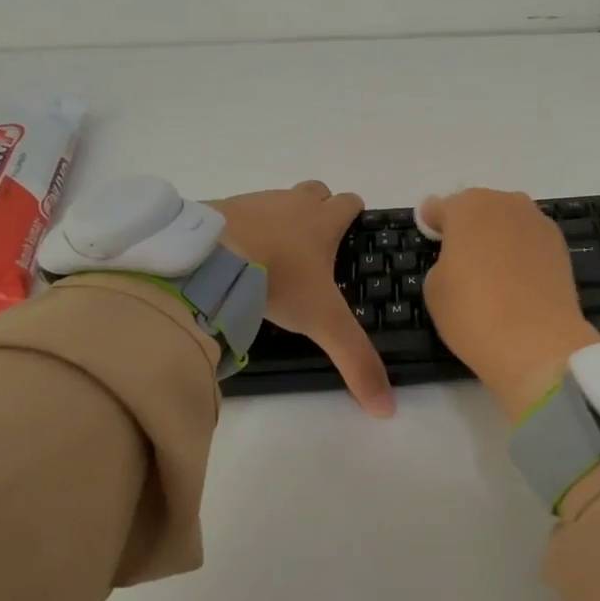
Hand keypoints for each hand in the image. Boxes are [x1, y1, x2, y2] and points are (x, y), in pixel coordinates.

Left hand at [210, 182, 393, 415]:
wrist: (211, 258)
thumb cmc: (278, 281)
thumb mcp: (322, 323)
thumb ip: (355, 360)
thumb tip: (387, 409)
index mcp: (322, 223)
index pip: (349, 202)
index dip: (354, 214)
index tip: (351, 233)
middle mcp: (292, 204)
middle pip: (316, 191)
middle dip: (319, 208)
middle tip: (313, 245)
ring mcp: (254, 202)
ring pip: (277, 200)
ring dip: (280, 219)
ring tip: (271, 256)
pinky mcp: (220, 208)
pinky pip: (238, 212)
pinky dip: (242, 228)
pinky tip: (234, 256)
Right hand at [419, 188, 599, 420]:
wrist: (536, 341)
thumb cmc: (472, 311)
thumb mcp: (434, 288)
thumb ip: (442, 261)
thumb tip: (459, 258)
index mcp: (467, 206)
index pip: (439, 207)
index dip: (431, 224)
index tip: (429, 238)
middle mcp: (504, 202)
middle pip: (478, 208)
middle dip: (468, 227)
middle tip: (460, 257)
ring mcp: (537, 221)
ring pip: (508, 222)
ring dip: (497, 237)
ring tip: (491, 269)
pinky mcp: (560, 245)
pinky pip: (529, 240)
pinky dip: (521, 252)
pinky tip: (516, 279)